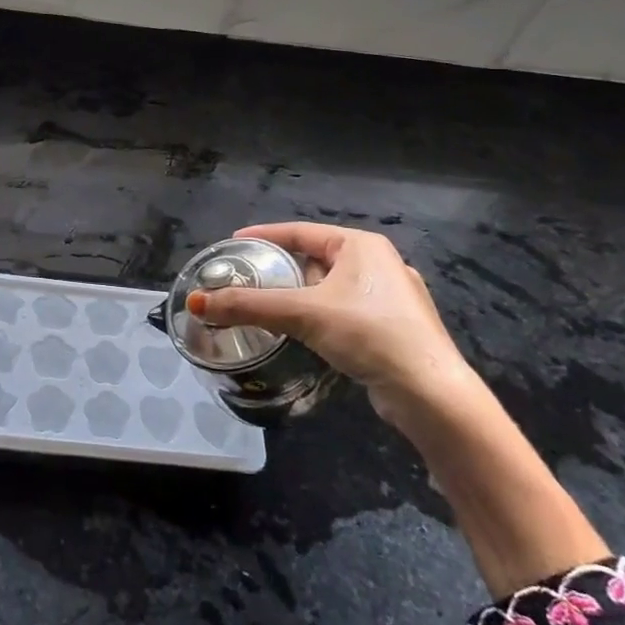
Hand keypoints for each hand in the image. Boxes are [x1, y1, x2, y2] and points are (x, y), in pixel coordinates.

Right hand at [186, 223, 471, 426]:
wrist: (429, 393)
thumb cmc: (368, 333)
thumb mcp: (304, 313)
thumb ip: (250, 305)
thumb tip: (195, 303)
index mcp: (361, 245)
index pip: (301, 231)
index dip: (264, 236)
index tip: (234, 244)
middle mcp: (378, 263)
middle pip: (314, 258)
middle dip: (279, 268)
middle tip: (245, 277)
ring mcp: (389, 297)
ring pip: (328, 287)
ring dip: (297, 294)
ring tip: (264, 304)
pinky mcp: (392, 328)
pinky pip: (342, 310)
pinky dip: (316, 314)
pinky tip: (301, 330)